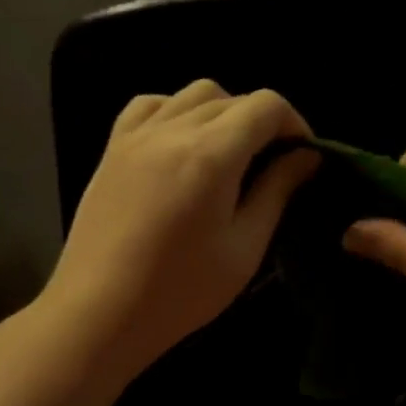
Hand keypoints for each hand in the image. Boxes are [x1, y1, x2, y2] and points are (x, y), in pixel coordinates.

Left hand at [41, 80, 319, 380]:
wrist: (98, 312)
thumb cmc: (180, 291)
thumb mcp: (244, 247)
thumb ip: (277, 191)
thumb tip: (307, 155)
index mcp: (211, 154)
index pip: (266, 106)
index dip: (295, 123)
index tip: (302, 157)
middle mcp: (173, 130)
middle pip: (233, 97)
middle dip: (263, 121)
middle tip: (273, 163)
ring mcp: (137, 135)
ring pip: (193, 93)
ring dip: (224, 111)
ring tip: (230, 152)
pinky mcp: (113, 148)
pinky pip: (151, 104)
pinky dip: (177, 109)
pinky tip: (183, 141)